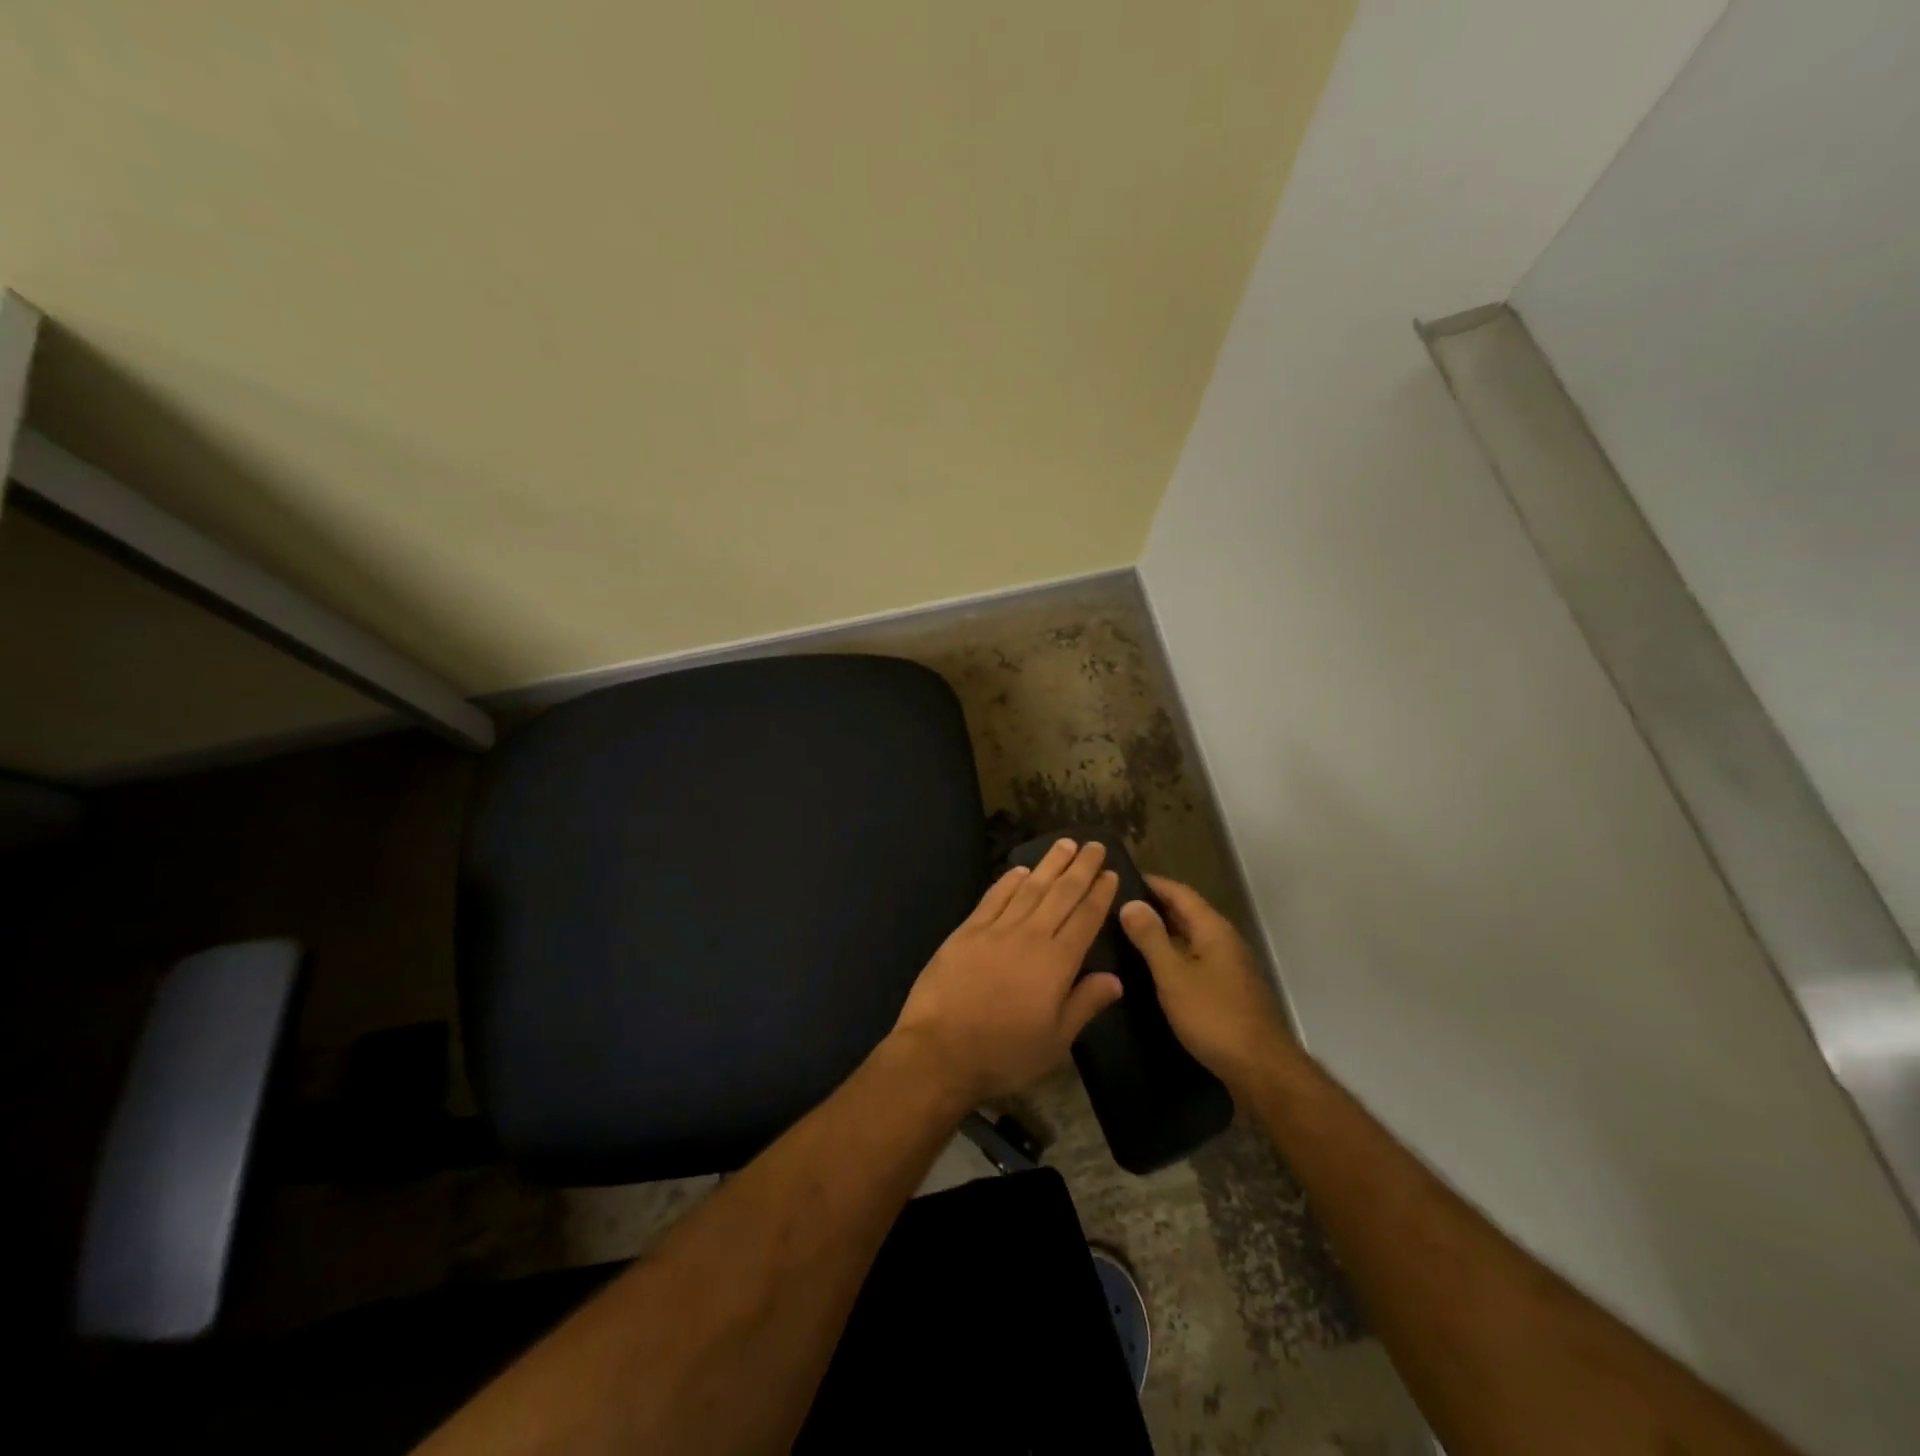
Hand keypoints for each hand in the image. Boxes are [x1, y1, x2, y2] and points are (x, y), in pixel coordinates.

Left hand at [890, 839, 1123, 1105]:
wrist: (939, 1050)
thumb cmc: (1003, 1053)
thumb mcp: (1055, 1041)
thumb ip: (1085, 1004)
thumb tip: (1115, 979)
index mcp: (1056, 963)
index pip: (1085, 919)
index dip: (1099, 894)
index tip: (1111, 872)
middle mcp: (1030, 936)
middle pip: (1061, 894)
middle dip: (1081, 868)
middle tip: (1095, 845)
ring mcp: (995, 929)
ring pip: (1029, 888)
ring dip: (1049, 864)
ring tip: (1065, 844)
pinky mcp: (967, 931)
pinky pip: (993, 898)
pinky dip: (1009, 881)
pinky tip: (1020, 870)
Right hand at [1119, 875, 1291, 1091]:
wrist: (1260, 1068)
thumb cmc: (1213, 1016)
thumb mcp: (1173, 975)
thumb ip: (1151, 938)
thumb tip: (1130, 903)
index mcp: (1213, 929)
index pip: (1179, 892)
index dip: (1151, 883)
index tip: (1119, 879)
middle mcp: (1224, 940)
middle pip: (1186, 912)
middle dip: (1153, 906)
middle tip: (1114, 907)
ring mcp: (1229, 965)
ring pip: (1190, 937)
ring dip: (1161, 932)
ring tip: (1125, 934)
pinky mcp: (1227, 989)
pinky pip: (1194, 959)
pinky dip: (1172, 955)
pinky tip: (1151, 968)